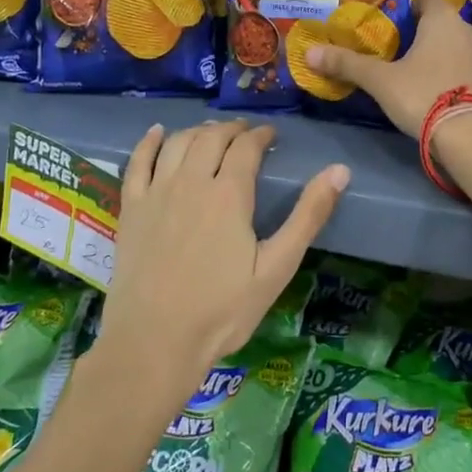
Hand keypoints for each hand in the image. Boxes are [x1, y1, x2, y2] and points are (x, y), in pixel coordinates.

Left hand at [98, 120, 346, 384]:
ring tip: (211, 132)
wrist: (153, 342)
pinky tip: (156, 132)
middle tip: (246, 132)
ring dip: (197, 130)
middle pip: (211, 138)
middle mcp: (191, 182)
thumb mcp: (276, 267)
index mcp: (229, 194)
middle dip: (232, 129)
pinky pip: (137, 162)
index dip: (261, 135)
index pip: (246, 147)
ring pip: (177, 143)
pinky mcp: (130, 209)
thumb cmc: (222, 311)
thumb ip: (308, 216)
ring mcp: (156, 193)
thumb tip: (340, 170)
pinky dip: (147, 142)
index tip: (271, 135)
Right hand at [303, 0, 471, 135]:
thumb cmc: (424, 97)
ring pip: (466, 52)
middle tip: (408, 57)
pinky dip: (466, 85)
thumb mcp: (380, 82)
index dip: (413, 8)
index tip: (398, 24)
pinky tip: (451, 103)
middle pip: (449, 26)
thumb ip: (348, 64)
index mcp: (445, 22)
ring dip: (451, 60)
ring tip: (429, 82)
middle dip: (431, 37)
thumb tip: (310, 52)